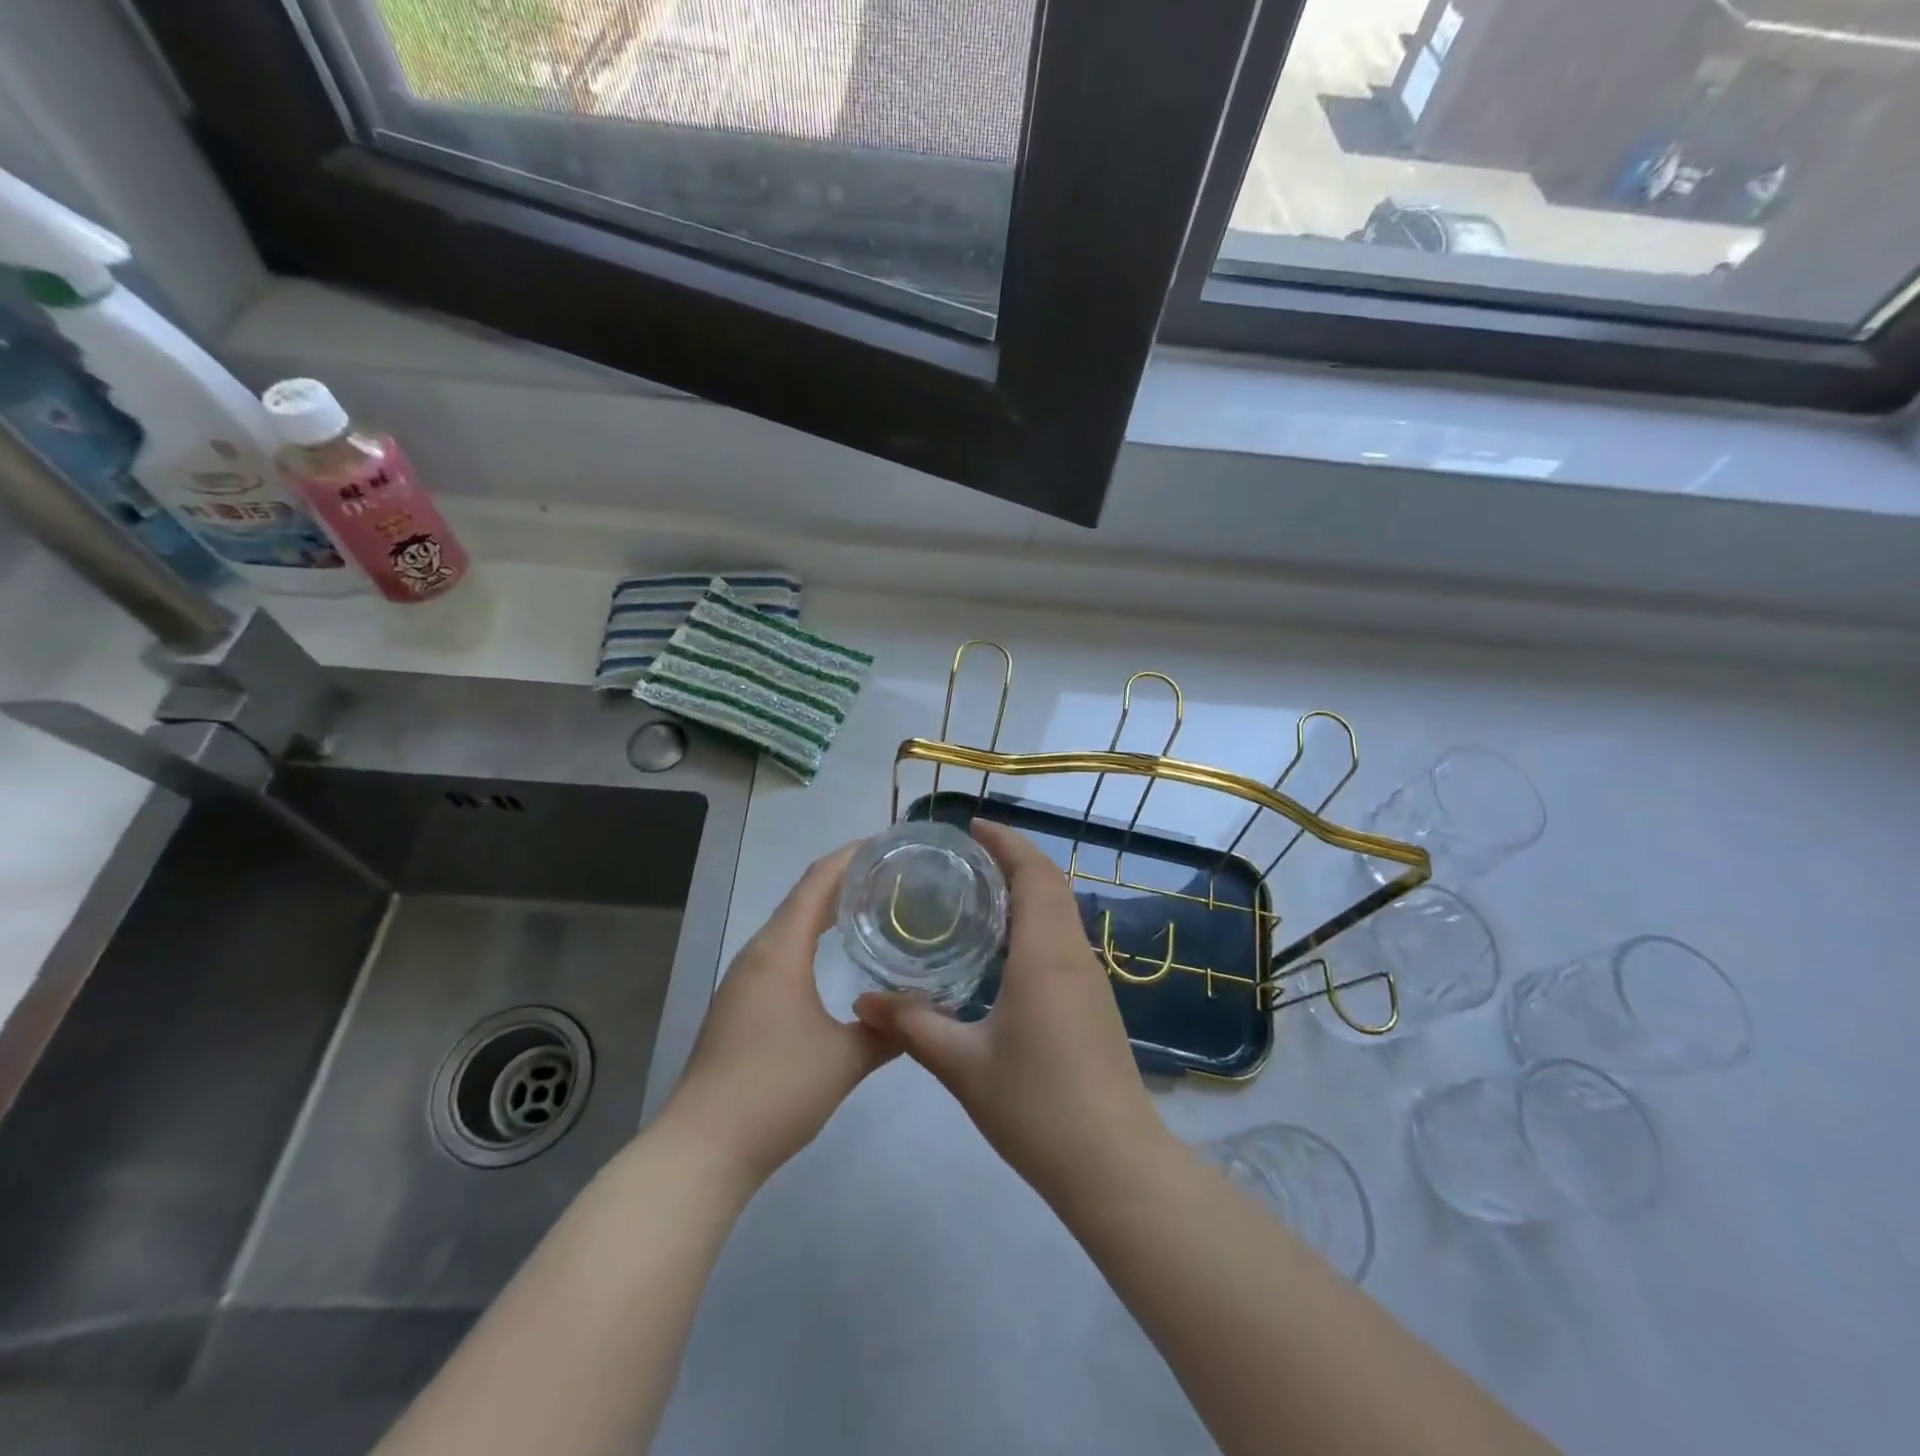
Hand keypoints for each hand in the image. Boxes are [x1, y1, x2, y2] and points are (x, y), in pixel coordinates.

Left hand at [663, 844, 896, 1187]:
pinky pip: (780, 951)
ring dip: (825, 909)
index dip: (850, 856)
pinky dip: (809, 938)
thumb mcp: (846, 1059)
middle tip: (891, 874)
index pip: (817, 882)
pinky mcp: (739, 1004)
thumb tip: (923, 1012)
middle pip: (803, 898)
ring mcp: (743, 979)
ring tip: (869, 906)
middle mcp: (757, 954)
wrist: (703, 1148)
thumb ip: (888, 1030)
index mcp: (779, 951)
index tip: (887, 843)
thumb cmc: (776, 1091)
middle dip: (844, 879)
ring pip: (789, 926)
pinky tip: (831, 956)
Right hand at [853, 821, 1170, 1202]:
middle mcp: (1074, 955)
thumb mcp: (962, 1066)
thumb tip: (863, 999)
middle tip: (966, 855)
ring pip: (1061, 912)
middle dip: (1013, 858)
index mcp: (1046, 955)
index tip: (972, 826)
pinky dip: (1036, 921)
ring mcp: (1091, 980)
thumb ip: (912, 1026)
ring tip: (979, 893)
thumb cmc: (1037, 1107)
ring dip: (1028, 889)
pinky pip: (1064, 940)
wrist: (1114, 1165)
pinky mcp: (1095, 1004)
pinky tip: (1004, 950)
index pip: (1034, 874)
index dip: (1006, 842)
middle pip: (1051, 884)